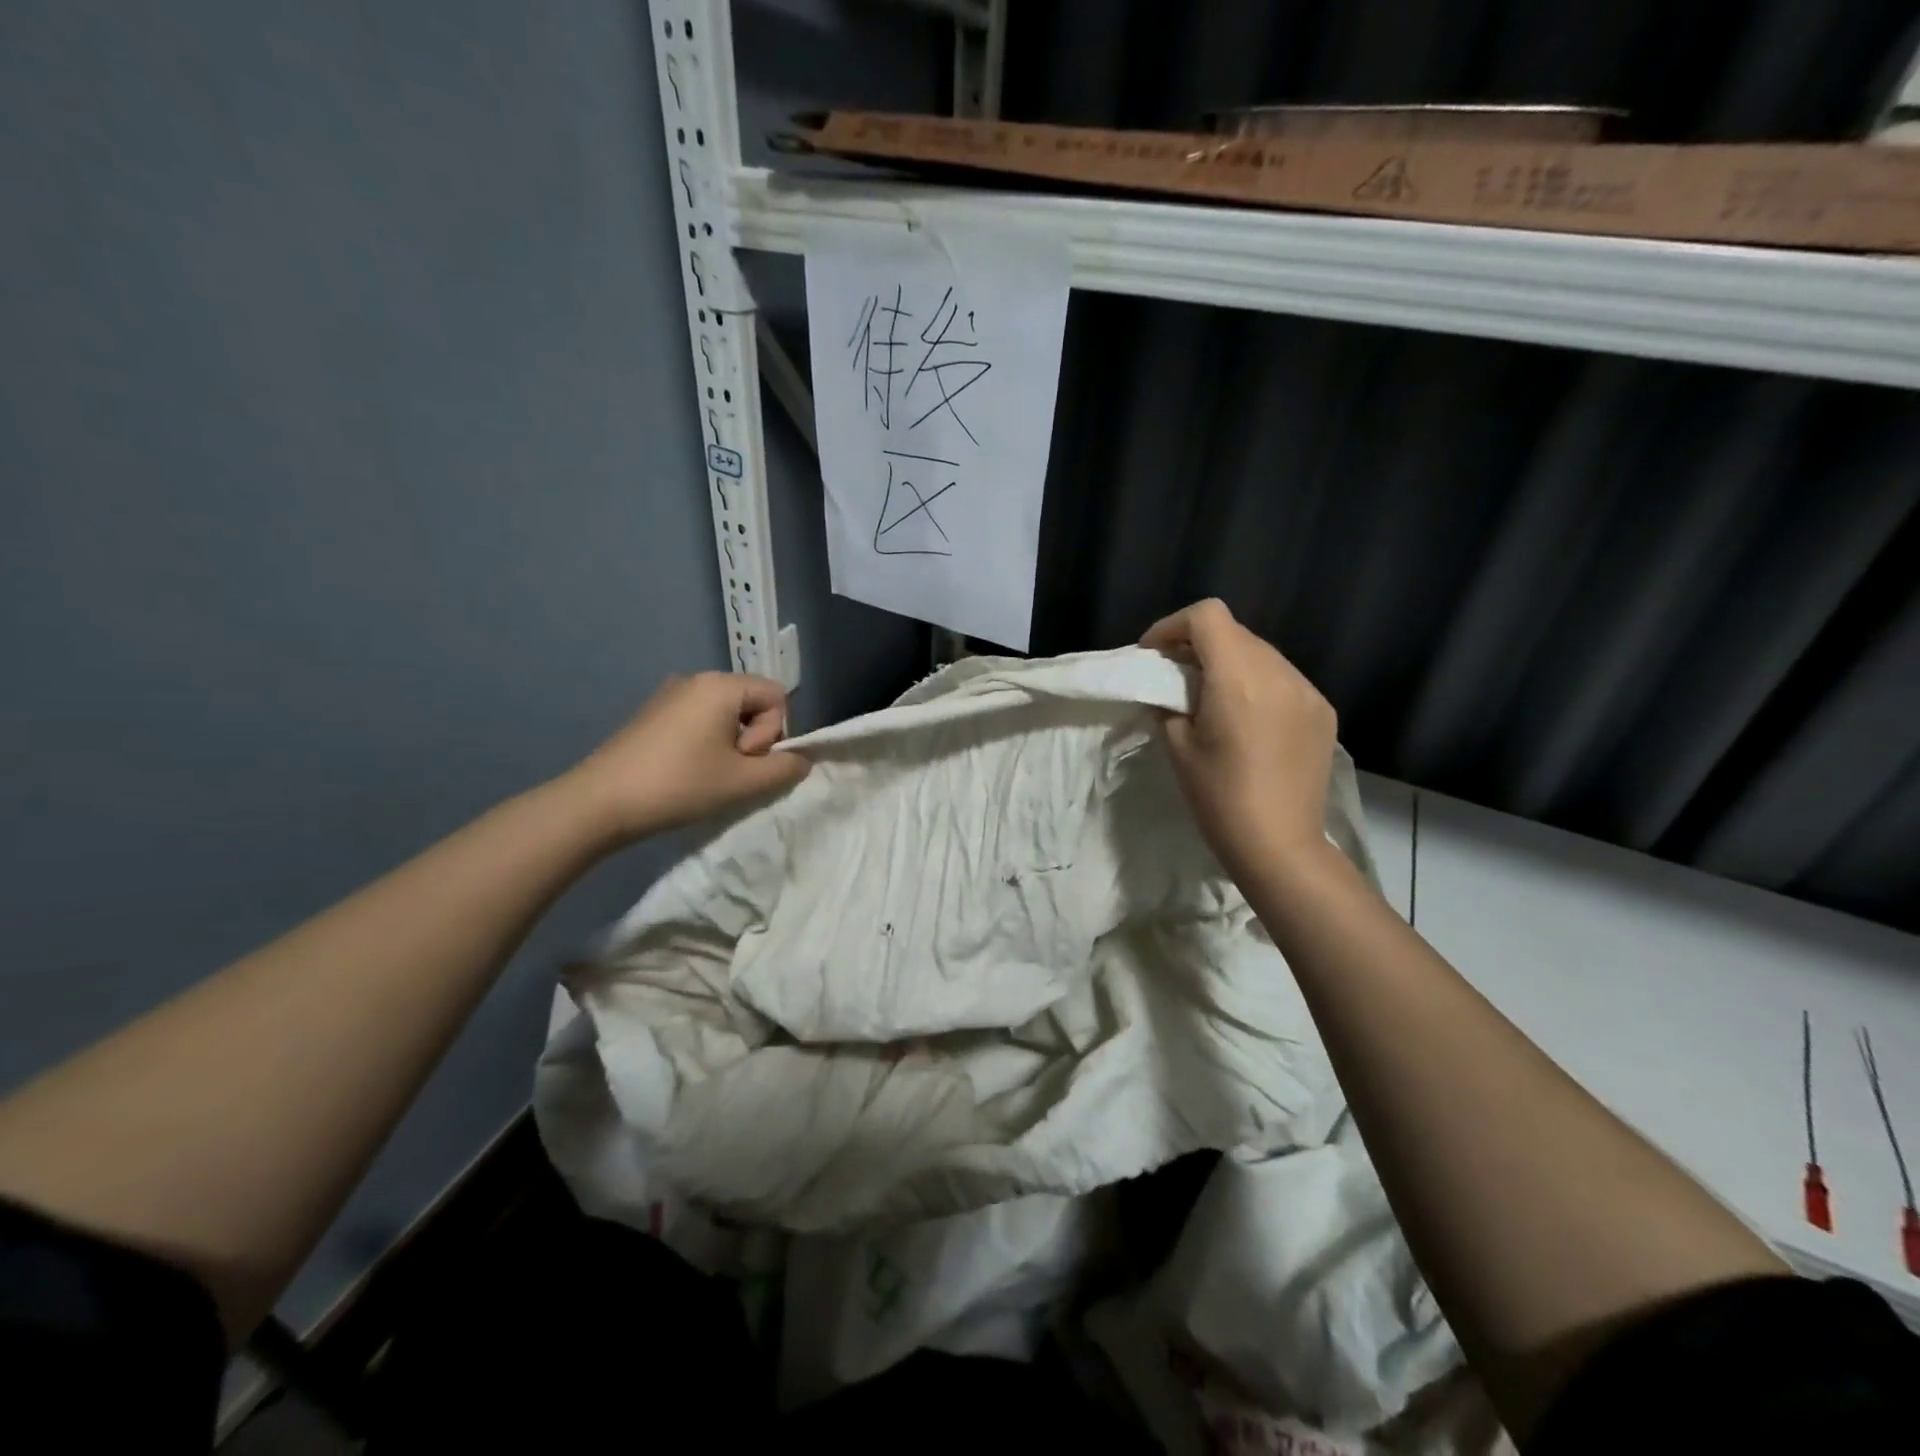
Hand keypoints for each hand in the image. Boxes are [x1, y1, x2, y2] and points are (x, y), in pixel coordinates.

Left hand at [565, 672, 809, 840]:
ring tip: (706, 775)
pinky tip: (686, 772)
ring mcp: (670, 694)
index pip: (777, 697)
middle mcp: (696, 679)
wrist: (600, 802)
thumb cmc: (679, 785)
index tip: (744, 759)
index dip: (773, 732)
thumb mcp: (743, 782)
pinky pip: (699, 720)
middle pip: (751, 703)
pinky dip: (705, 744)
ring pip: (725, 714)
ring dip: (729, 745)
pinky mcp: (652, 714)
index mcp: (721, 685)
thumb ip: (784, 769)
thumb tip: (802, 761)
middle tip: (727, 771)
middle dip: (751, 739)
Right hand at [1142, 598, 1336, 882]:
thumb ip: (1169, 705)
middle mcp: (1279, 672)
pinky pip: (1284, 680)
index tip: (1154, 654)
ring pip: (1261, 654)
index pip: (1207, 616)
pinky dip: (1258, 685)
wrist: (1280, 846)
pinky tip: (1248, 720)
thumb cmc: (1219, 798)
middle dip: (1199, 645)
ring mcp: (1307, 691)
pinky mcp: (1323, 712)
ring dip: (1230, 664)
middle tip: (1176, 676)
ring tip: (1212, 698)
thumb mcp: (1178, 748)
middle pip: (1234, 632)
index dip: (1173, 626)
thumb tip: (1170, 691)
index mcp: (1238, 677)